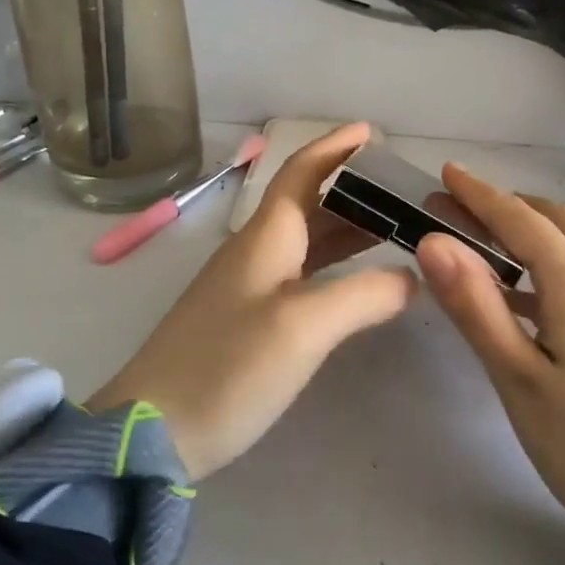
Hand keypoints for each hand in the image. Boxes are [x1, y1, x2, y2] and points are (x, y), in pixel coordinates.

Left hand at [86, 123, 413, 480]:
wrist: (152, 432)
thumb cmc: (227, 367)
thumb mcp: (304, 326)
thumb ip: (364, 294)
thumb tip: (412, 278)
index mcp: (266, 237)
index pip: (303, 172)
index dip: (335, 147)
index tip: (371, 132)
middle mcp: (256, 252)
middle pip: (309, 204)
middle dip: (354, 191)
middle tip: (403, 193)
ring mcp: (248, 288)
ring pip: (306, 242)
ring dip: (348, 229)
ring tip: (395, 231)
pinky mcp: (247, 321)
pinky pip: (301, 276)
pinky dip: (335, 269)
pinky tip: (358, 286)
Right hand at [416, 164, 564, 543]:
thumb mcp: (519, 379)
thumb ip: (476, 307)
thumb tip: (433, 242)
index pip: (518, 217)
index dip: (478, 193)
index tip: (444, 173)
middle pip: (551, 219)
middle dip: (502, 207)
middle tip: (452, 212)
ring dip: (529, 230)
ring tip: (481, 243)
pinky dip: (551, 259)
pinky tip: (525, 291)